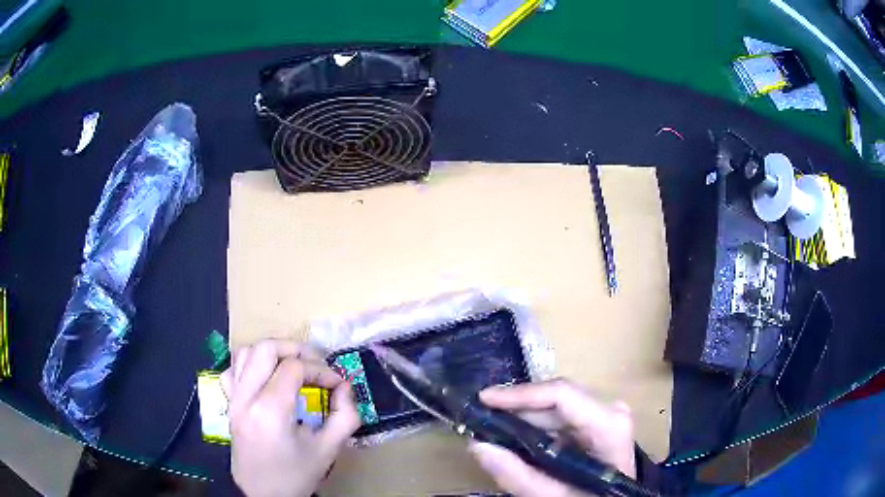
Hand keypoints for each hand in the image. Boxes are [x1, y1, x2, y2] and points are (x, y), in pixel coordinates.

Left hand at [220, 340, 360, 496]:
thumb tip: (345, 387)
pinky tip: (265, 377)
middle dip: (295, 349)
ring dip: (272, 352)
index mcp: (270, 411)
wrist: (263, 494)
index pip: (294, 368)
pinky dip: (249, 364)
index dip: (320, 370)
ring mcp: (233, 399)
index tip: (337, 383)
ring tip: (292, 365)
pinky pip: (232, 370)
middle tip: (315, 363)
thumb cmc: (296, 475)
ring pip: (245, 353)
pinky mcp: (228, 404)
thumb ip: (345, 416)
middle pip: (265, 349)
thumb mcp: (328, 450)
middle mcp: (246, 398)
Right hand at [469, 379, 635, 496]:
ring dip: (522, 417)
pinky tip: (516, 438)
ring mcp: (606, 414)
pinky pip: (560, 417)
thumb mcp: (555, 496)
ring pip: (555, 406)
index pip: (562, 394)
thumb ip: (517, 475)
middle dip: (516, 409)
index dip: (520, 394)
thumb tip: (477, 445)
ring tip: (492, 430)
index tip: (484, 399)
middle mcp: (610, 410)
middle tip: (480, 420)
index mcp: (608, 424)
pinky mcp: (598, 422)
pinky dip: (535, 427)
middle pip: (556, 398)